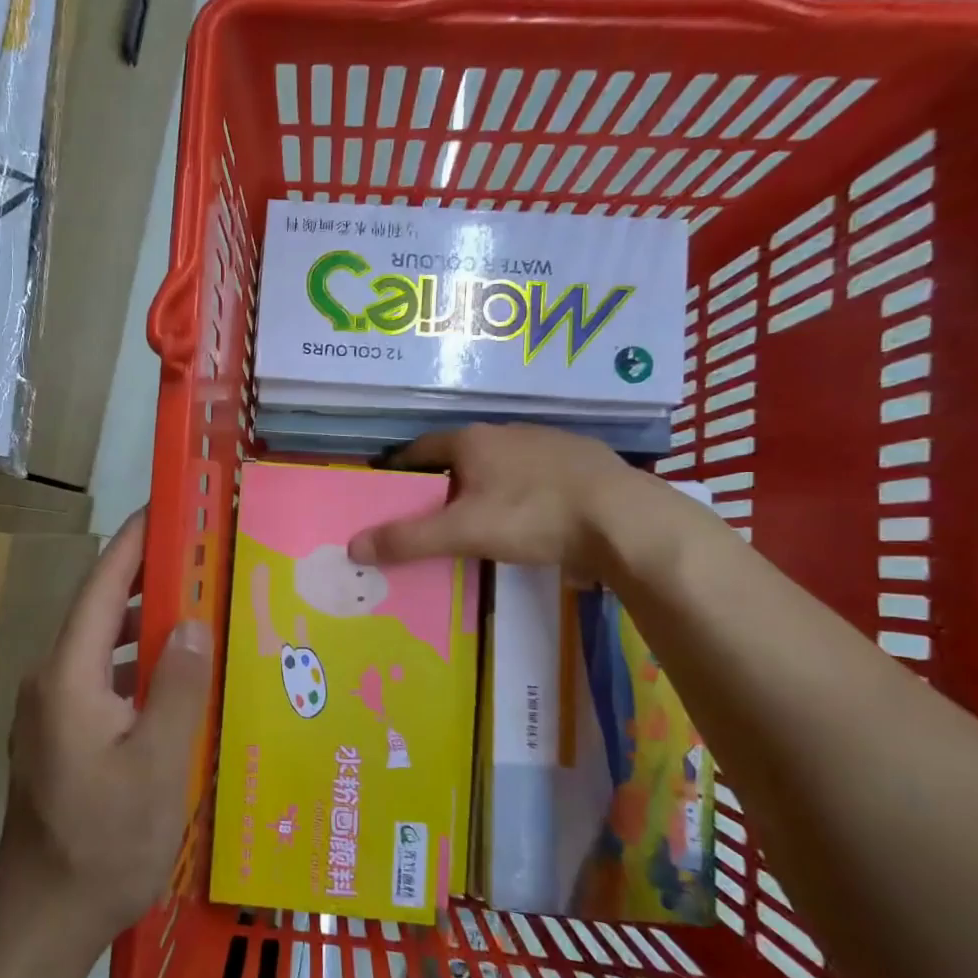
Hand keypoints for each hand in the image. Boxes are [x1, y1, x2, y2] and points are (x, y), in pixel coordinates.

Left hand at [0, 511, 214, 947]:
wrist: (43, 917)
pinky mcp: (58, 734)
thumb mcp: (158, 764)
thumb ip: (176, 686)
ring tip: (198, 609)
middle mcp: (50, 679)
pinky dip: (135, 663)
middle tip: (203, 560)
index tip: (167, 510)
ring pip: (101, 645)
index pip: (102, 585)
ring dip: (144, 623)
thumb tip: (192, 622)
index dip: (133, 543)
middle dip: (147, 578)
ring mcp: (49, 709)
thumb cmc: (104, 841)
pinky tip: (173, 679)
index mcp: (69, 674)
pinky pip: (100, 677)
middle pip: (101, 609)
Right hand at [347, 424, 667, 577]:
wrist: (625, 519)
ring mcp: (547, 442)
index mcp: (472, 440)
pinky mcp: (581, 460)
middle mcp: (506, 431)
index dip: (400, 469)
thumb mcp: (463, 532)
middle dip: (442, 480)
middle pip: (459, 455)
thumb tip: (352, 546)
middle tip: (430, 513)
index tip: (388, 492)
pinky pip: (535, 474)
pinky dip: (521, 491)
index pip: (419, 448)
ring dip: (484, 484)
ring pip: (500, 463)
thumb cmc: (533, 516)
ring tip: (477, 517)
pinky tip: (529, 516)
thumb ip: (408, 539)